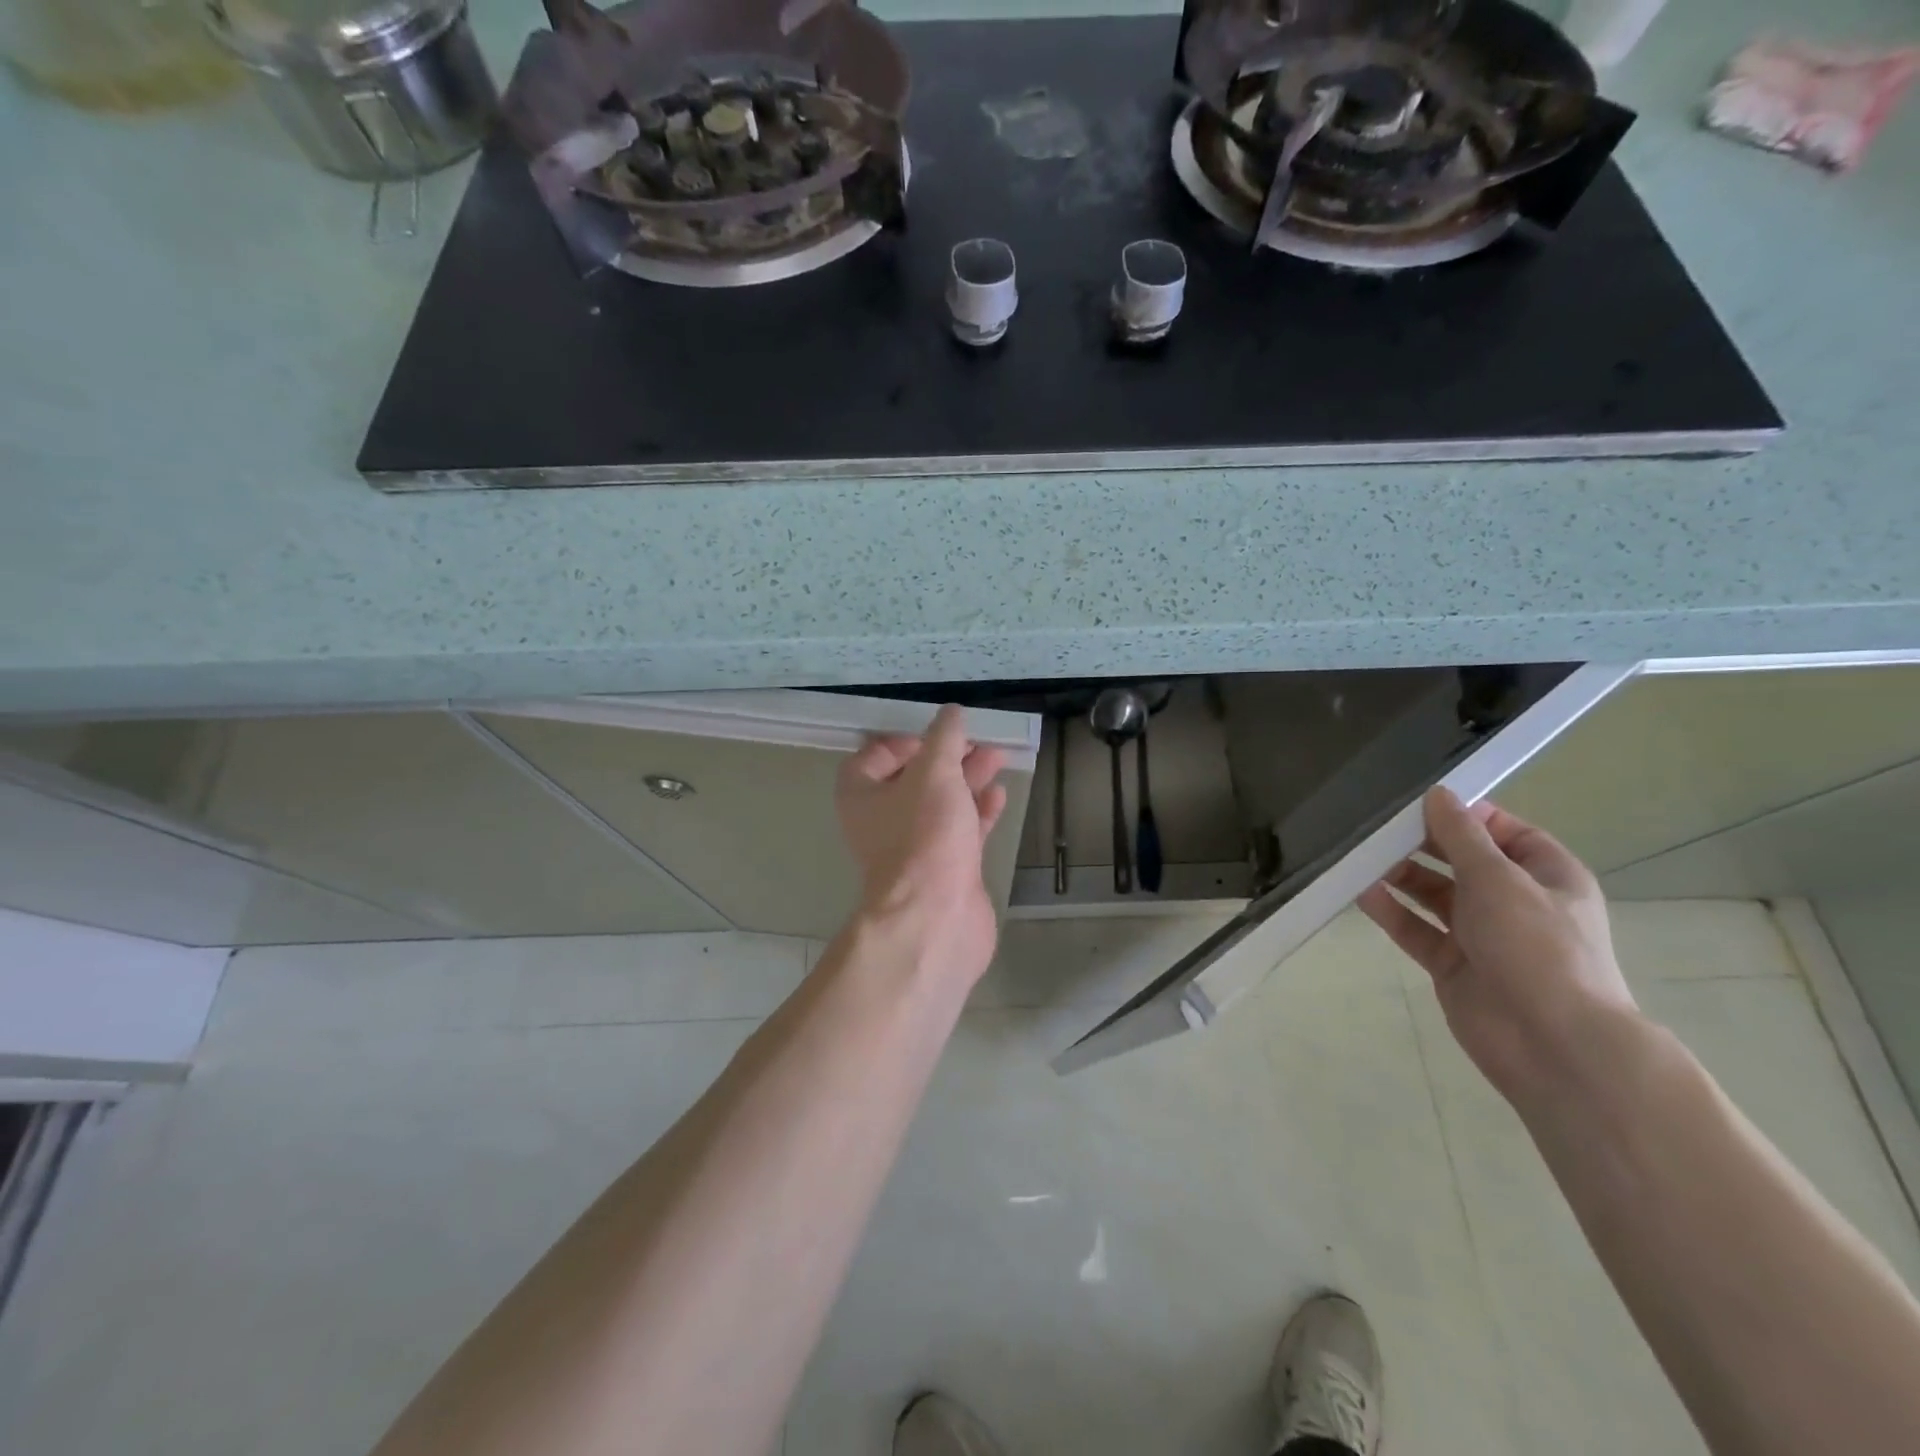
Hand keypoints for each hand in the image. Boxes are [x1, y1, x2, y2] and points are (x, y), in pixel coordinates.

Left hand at [836, 705, 1008, 984]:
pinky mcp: (945, 867)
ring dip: (967, 779)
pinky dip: (978, 810)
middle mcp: (883, 819)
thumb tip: (951, 712)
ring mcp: (915, 846)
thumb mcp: (934, 773)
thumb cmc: (924, 835)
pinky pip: (961, 830)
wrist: (935, 916)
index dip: (905, 739)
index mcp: (862, 794)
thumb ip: (944, 739)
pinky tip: (999, 793)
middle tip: (977, 739)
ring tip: (998, 756)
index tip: (938, 733)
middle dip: (947, 756)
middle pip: (914, 777)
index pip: (874, 755)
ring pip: (941, 802)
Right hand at [1358, 787, 1636, 1101]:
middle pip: (1462, 862)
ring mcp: (1482, 935)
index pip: (1505, 832)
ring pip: (1434, 895)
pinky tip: (1361, 892)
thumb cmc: (1536, 946)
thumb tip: (1438, 794)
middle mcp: (1515, 902)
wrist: (1550, 1041)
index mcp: (1547, 876)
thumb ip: (1461, 835)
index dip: (1466, 816)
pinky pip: (1416, 929)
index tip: (1419, 804)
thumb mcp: (1499, 878)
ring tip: (1362, 857)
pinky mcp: (1452, 964)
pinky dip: (1391, 911)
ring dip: (1402, 876)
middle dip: (1423, 845)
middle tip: (1378, 828)